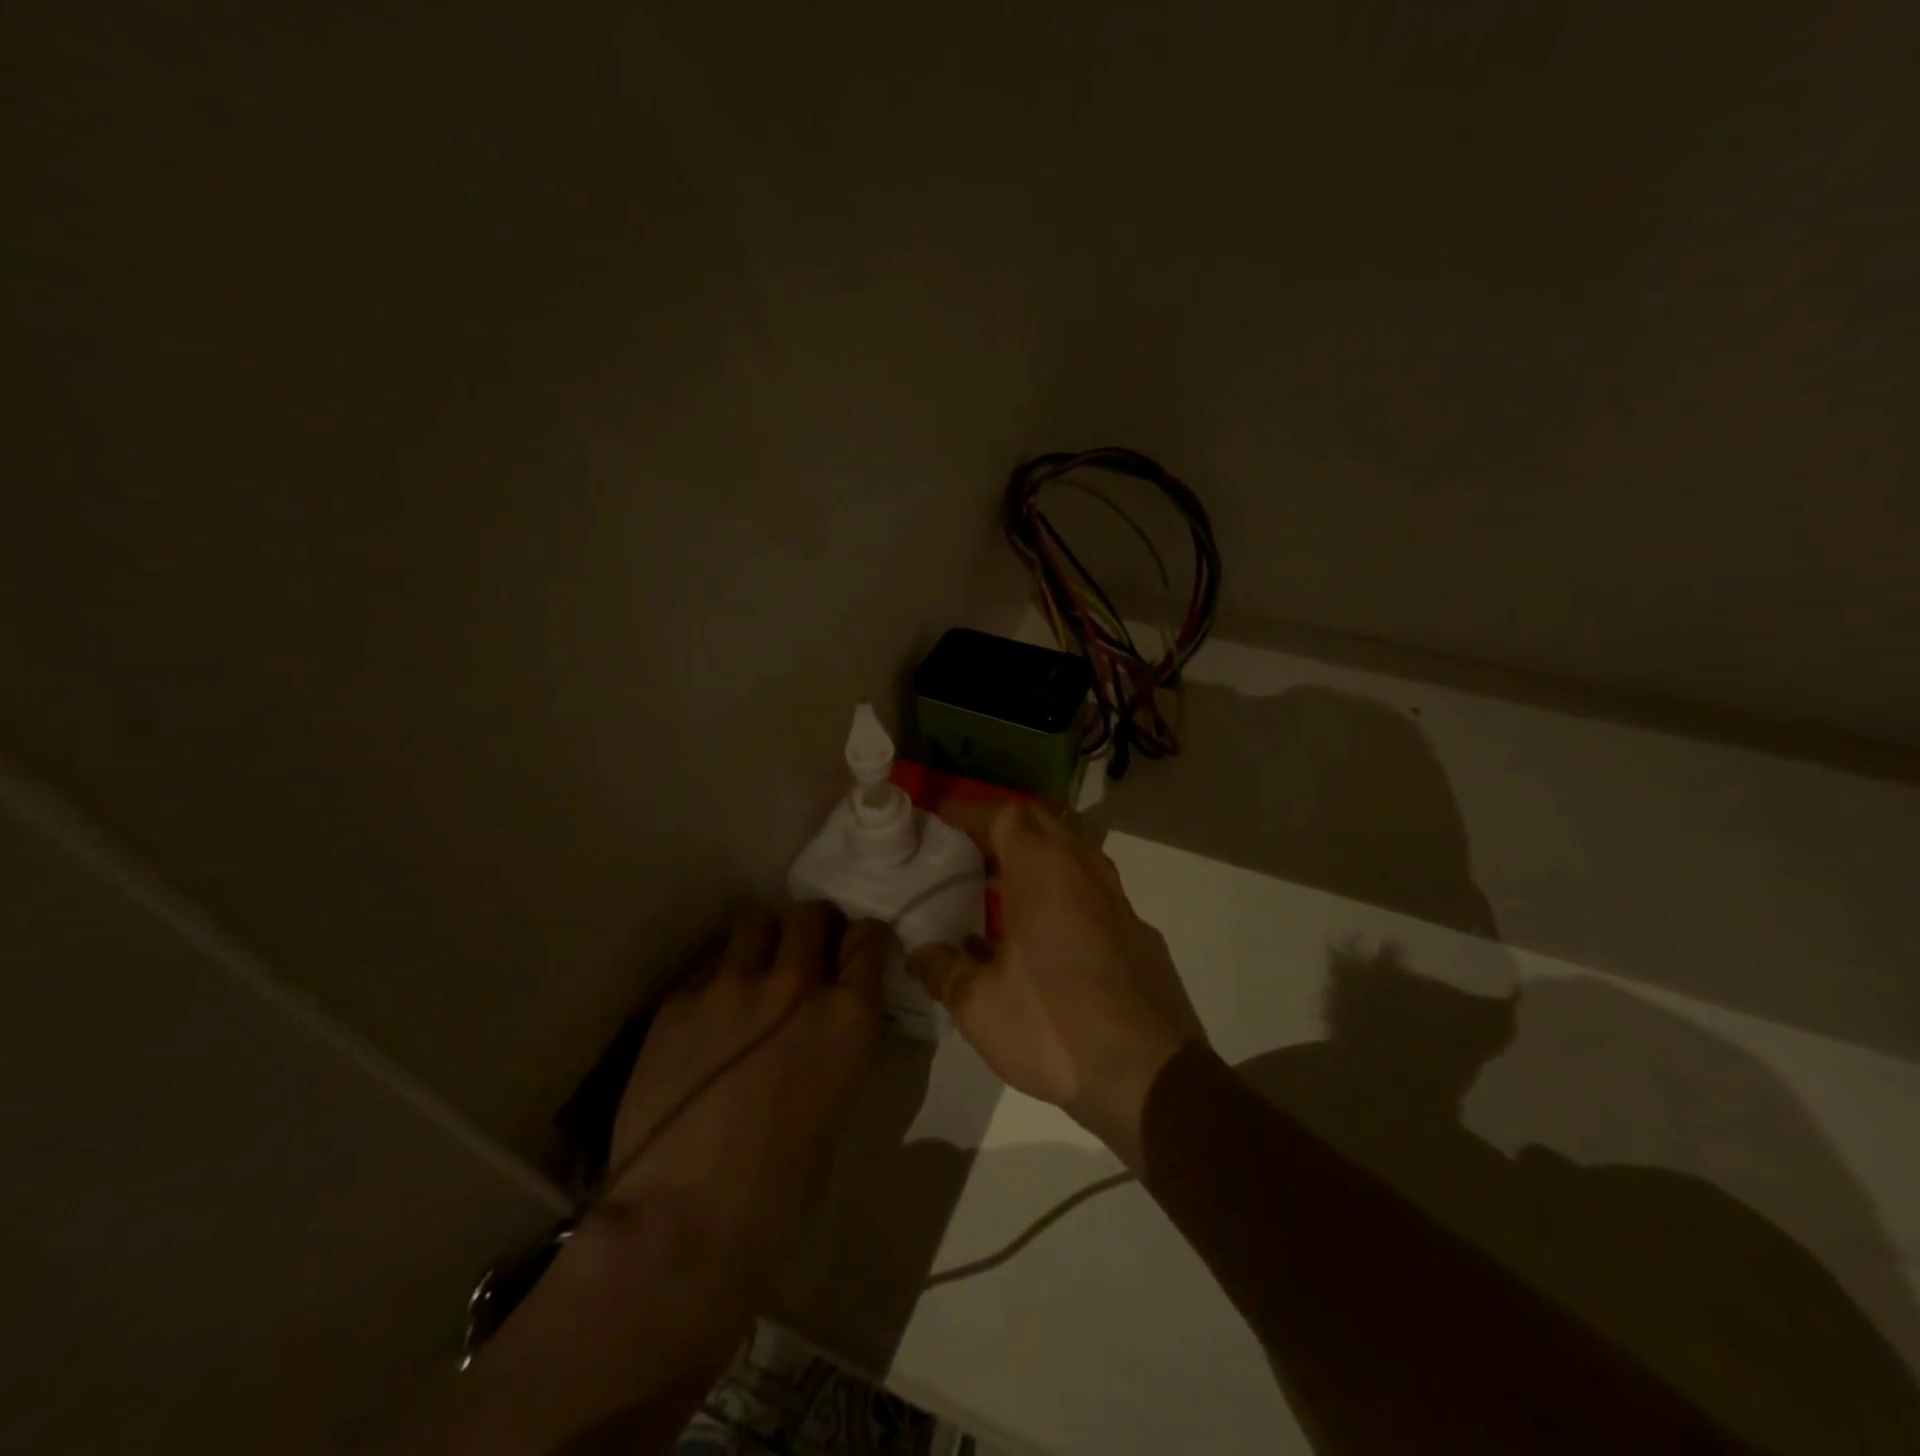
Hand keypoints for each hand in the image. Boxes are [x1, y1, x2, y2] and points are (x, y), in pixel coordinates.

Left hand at [601, 902, 888, 1296]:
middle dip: (814, 926)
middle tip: (804, 952)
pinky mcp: (678, 1001)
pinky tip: (709, 1013)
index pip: (868, 937)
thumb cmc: (783, 1187)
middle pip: (811, 914)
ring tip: (754, 970)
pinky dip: (717, 976)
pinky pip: (708, 964)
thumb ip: (836, 1042)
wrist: (686, 1220)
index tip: (855, 949)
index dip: (863, 939)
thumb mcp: (838, 1101)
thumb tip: (825, 1022)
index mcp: (848, 1016)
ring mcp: (731, 986)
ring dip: (763, 939)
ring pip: (755, 922)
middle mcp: (795, 984)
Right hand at [907, 803, 1202, 1167]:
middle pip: (1041, 823)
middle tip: (967, 852)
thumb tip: (919, 953)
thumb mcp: (978, 1005)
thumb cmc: (1053, 1026)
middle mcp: (1084, 869)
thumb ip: (942, 970)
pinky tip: (1045, 933)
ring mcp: (1117, 898)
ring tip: (1000, 887)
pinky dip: (1062, 889)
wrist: (1149, 1074)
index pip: (1003, 813)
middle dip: (1002, 827)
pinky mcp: (1137, 929)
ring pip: (1072, 853)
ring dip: (1036, 857)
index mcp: (1043, 870)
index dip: (968, 810)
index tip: (940, 819)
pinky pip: (1091, 888)